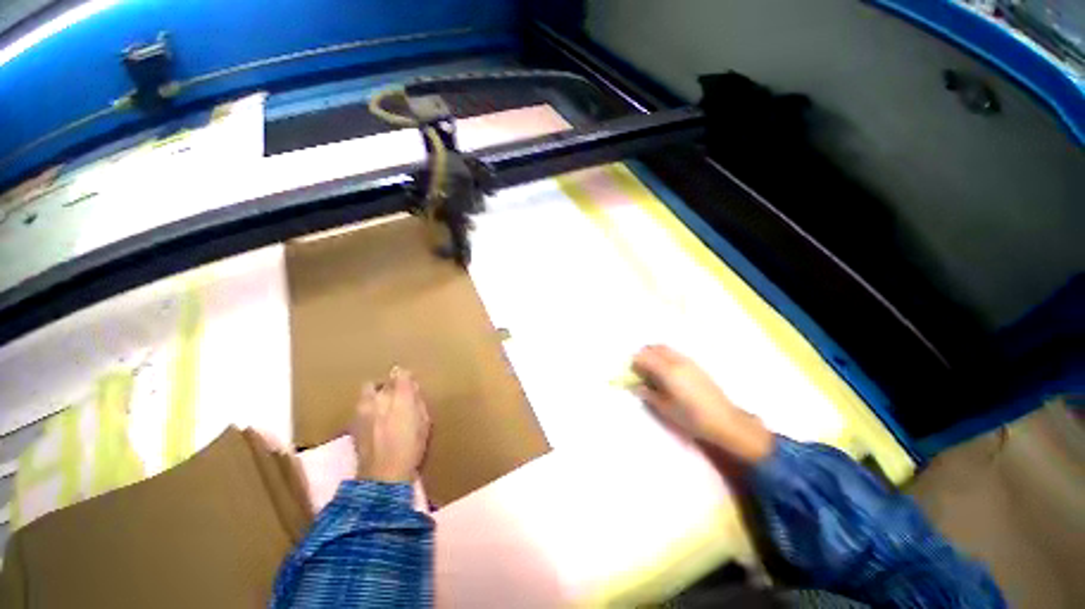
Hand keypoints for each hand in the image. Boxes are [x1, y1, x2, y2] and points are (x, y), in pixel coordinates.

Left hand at [351, 367, 431, 482]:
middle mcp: (379, 398)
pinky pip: (360, 406)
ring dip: (375, 395)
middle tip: (396, 395)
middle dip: (388, 385)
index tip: (410, 382)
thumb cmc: (411, 448)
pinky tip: (373, 419)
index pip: (401, 374)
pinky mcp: (353, 423)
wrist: (383, 475)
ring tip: (382, 406)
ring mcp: (363, 410)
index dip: (406, 376)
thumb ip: (418, 403)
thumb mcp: (424, 423)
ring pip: (367, 391)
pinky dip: (367, 408)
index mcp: (401, 397)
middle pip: (382, 381)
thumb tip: (413, 391)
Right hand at [632, 345, 772, 463]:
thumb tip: (636, 386)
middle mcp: (677, 361)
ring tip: (651, 369)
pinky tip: (666, 372)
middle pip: (655, 348)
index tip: (630, 371)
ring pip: (666, 349)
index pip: (644, 358)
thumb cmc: (691, 417)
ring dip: (655, 353)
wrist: (724, 421)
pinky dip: (665, 356)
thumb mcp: (665, 408)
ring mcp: (688, 361)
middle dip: (644, 354)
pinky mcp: (696, 365)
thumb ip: (648, 394)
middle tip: (639, 368)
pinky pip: (675, 353)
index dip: (634, 362)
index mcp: (667, 371)